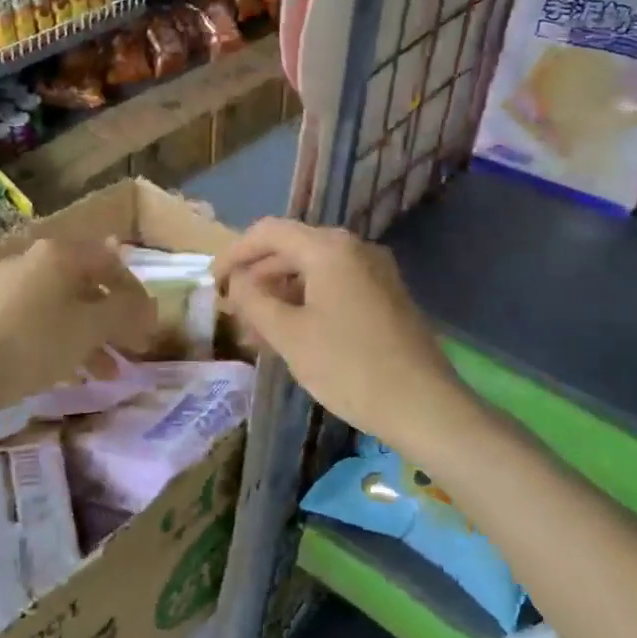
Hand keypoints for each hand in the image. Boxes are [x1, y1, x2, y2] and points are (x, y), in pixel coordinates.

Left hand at [0, 238, 156, 407]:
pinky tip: (74, 372)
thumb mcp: (91, 326)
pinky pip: (41, 321)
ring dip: (93, 337)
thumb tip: (147, 305)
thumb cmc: (37, 341)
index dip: (135, 293)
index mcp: (59, 253)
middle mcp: (33, 261)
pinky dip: (64, 341)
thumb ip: (125, 310)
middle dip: (115, 320)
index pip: (111, 262)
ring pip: (65, 307)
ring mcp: (9, 287)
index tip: (149, 324)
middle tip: (133, 348)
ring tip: (109, 374)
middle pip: (88, 286)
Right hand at [215, 219, 469, 452]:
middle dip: (257, 278)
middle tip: (232, 311)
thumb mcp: (289, 335)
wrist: (423, 405)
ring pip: (314, 272)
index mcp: (329, 248)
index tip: (212, 283)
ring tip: (256, 332)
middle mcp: (355, 248)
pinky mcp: (386, 297)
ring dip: (281, 295)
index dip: (234, 253)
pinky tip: (291, 336)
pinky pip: (335, 288)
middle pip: (292, 249)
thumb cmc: (348, 366)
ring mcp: (375, 272)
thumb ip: (254, 300)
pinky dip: (307, 304)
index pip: (268, 232)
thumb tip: (238, 281)